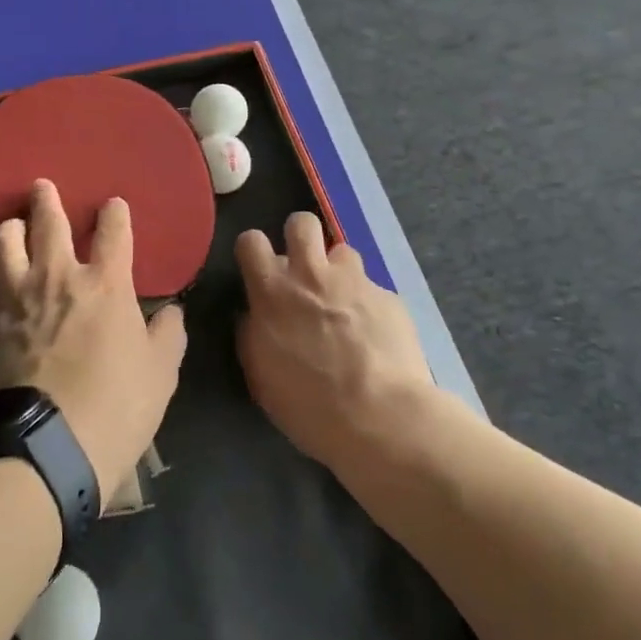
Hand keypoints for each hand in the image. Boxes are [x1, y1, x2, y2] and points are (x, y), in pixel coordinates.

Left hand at [0, 180, 187, 497]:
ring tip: (12, 228)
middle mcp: (57, 278)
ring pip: (3, 243)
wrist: (48, 449)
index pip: (113, 230)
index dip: (115, 213)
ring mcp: (16, 299)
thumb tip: (172, 313)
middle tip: (41, 186)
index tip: (113, 206)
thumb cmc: (116, 408)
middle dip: (46, 199)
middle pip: (48, 222)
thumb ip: (168, 335)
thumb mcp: (161, 374)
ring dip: (9, 230)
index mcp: (106, 284)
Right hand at [236, 212, 436, 473]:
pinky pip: (373, 289)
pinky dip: (369, 305)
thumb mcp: (261, 376)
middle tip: (303, 268)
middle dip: (300, 237)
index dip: (253, 250)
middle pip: (301, 222)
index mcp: (273, 291)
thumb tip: (252, 315)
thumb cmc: (309, 405)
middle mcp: (312, 274)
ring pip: (342, 251)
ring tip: (343, 301)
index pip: (251, 240)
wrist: (381, 418)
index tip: (259, 269)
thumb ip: (252, 334)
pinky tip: (374, 335)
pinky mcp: (389, 297)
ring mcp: (355, 281)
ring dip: (338, 271)